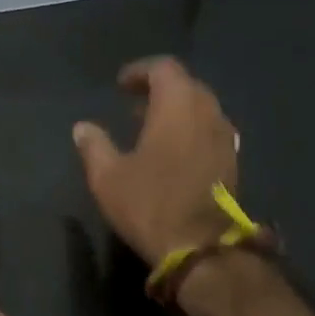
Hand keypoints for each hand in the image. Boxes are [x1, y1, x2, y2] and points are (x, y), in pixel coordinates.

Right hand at [72, 57, 240, 265]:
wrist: (200, 246)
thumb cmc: (149, 204)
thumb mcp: (107, 177)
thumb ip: (94, 146)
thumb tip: (82, 127)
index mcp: (177, 106)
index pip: (163, 68)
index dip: (140, 72)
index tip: (121, 84)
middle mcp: (207, 113)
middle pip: (186, 86)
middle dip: (160, 89)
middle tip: (134, 105)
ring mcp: (225, 138)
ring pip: (201, 109)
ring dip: (177, 111)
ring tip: (151, 128)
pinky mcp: (232, 162)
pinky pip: (210, 131)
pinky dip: (191, 131)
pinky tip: (173, 152)